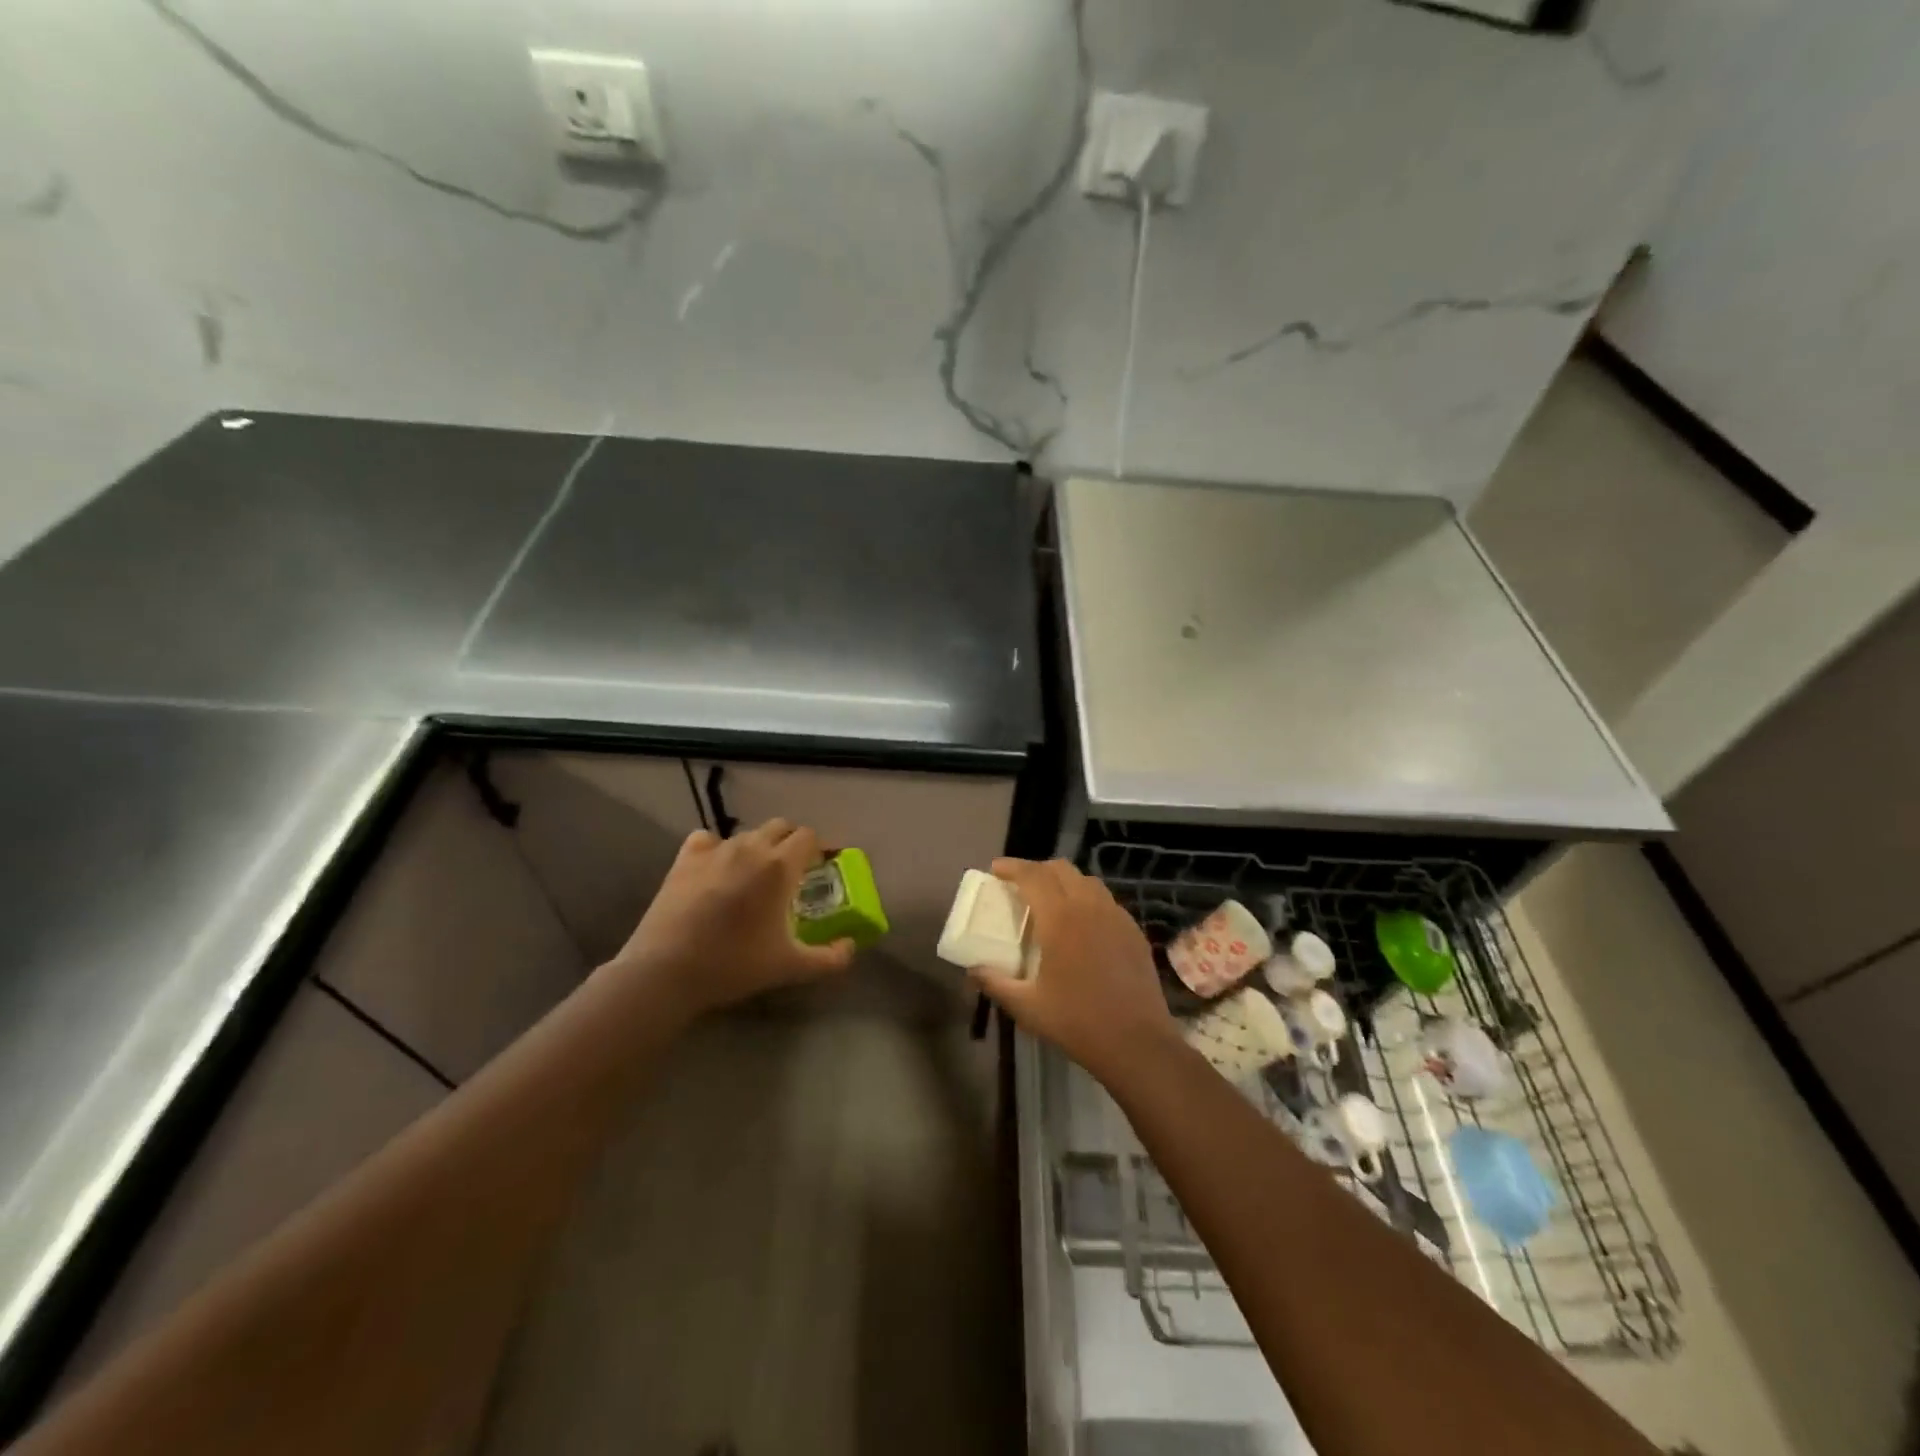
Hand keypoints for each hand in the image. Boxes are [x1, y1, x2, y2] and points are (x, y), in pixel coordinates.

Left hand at [606, 820, 855, 1016]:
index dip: (820, 847)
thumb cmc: (735, 964)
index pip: (809, 837)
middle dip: (792, 842)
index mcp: (780, 866)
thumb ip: (830, 958)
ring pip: (746, 834)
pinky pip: (708, 839)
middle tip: (794, 870)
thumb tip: (850, 947)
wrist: (666, 971)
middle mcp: (751, 847)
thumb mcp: (790, 968)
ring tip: (755, 875)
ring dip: (758, 847)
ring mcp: (715, 850)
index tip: (823, 865)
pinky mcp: (684, 859)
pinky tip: (716, 868)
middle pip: (781, 826)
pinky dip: (717, 848)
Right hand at [967, 858, 1178, 1085]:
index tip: (996, 869)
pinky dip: (1087, 900)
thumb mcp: (1026, 1007)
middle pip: (1061, 869)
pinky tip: (1082, 925)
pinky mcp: (1134, 931)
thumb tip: (973, 970)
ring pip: (1087, 881)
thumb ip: (995, 983)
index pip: (1033, 876)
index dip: (1012, 867)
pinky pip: (1106, 901)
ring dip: (1064, 882)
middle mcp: (1090, 907)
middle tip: (1020, 886)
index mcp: (1061, 918)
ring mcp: (1117, 917)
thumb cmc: (1077, 1022)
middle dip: (1037, 870)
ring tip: (1050, 902)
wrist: (1137, 1043)